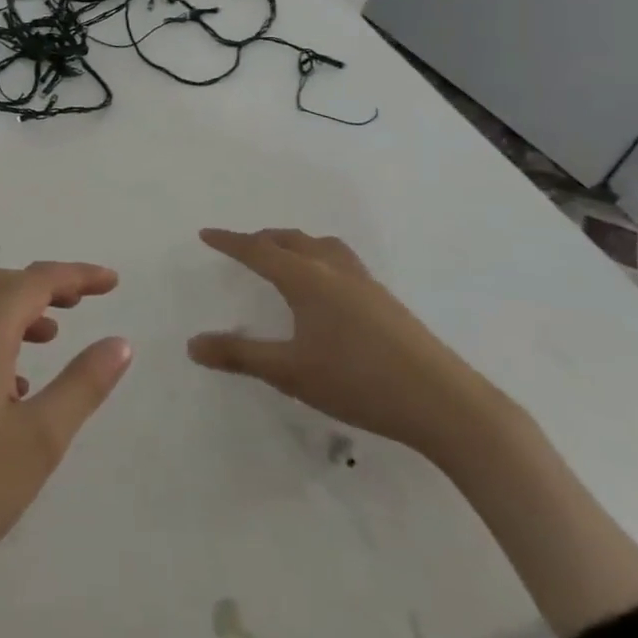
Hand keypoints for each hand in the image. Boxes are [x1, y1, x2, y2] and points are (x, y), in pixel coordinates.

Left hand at [0, 262, 132, 621]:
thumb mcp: (39, 441)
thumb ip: (82, 385)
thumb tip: (119, 342)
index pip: (34, 281)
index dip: (76, 275)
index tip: (112, 281)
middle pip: (2, 285)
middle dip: (46, 285)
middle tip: (86, 300)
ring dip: (20, 310)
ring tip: (56, 335)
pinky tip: (16, 386)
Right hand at [187, 228, 499, 459]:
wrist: (445, 404)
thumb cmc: (358, 382)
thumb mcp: (290, 372)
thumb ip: (240, 356)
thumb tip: (192, 344)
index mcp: (306, 278)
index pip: (258, 250)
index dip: (230, 242)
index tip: (206, 234)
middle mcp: (333, 269)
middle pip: (290, 240)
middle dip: (261, 240)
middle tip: (242, 247)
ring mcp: (365, 283)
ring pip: (321, 246)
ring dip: (295, 244)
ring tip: (284, 257)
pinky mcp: (386, 301)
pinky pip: (341, 261)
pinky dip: (319, 257)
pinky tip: (327, 288)